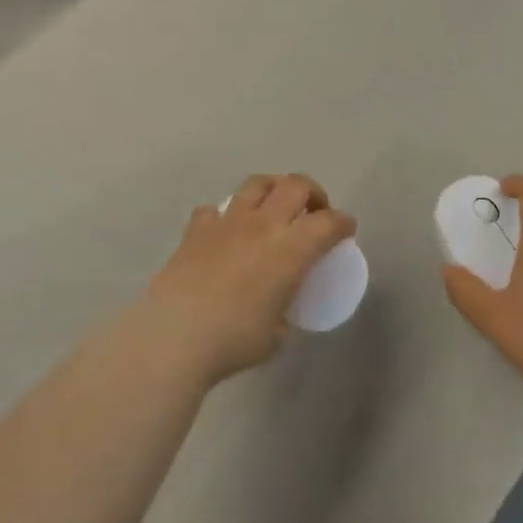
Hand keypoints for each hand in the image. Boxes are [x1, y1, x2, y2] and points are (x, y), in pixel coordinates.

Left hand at [138, 174, 354, 383]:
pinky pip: (215, 209)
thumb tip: (278, 313)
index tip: (347, 229)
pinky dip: (225, 215)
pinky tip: (225, 232)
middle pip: (295, 185)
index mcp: (291, 249)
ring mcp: (227, 222)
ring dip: (273, 188)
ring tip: (274, 206)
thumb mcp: (276, 335)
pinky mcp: (196, 229)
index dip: (343, 222)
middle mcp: (263, 225)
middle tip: (314, 211)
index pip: (328, 223)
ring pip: (257, 183)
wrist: (175, 334)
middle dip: (313, 193)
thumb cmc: (234, 339)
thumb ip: (284, 315)